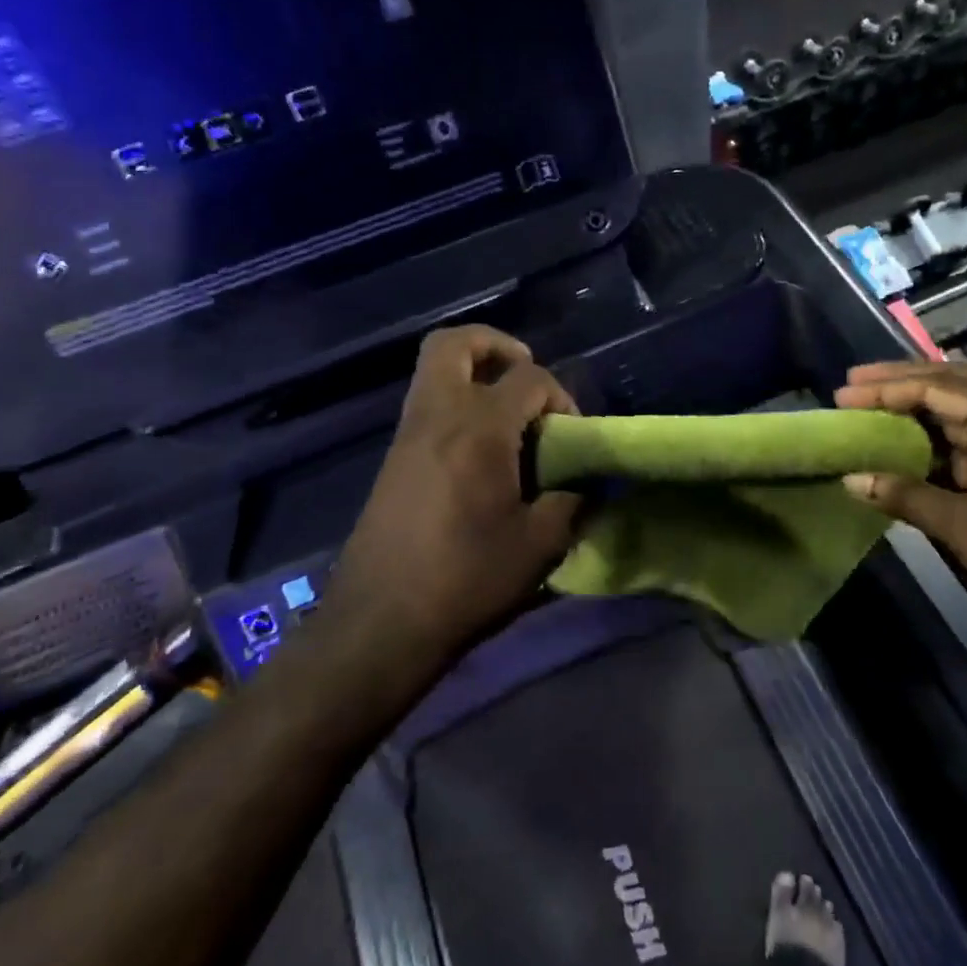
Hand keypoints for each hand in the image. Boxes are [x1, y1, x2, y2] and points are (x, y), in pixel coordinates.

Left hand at [332, 326, 581, 658]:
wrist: (380, 621)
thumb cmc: (466, 579)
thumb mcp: (539, 545)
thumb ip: (571, 502)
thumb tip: (585, 484)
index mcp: (479, 429)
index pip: (529, 379)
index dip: (561, 397)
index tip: (572, 437)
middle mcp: (437, 416)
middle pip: (454, 344)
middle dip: (495, 345)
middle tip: (525, 373)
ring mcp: (407, 435)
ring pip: (433, 371)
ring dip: (473, 373)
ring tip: (509, 414)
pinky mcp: (393, 459)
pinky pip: (426, 405)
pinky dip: (456, 404)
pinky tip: (481, 452)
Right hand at [835, 361, 966, 648]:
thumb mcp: (965, 527)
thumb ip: (905, 495)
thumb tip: (850, 480)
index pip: (938, 386)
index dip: (885, 389)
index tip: (842, 394)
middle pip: (957, 380)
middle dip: (903, 381)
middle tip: (855, 384)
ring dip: (926, 403)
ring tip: (879, 404)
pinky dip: (949, 431)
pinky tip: (920, 440)